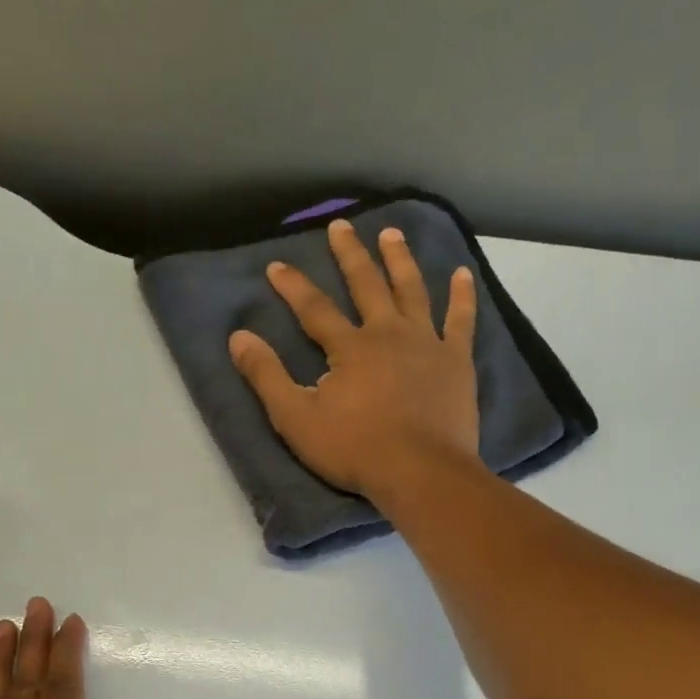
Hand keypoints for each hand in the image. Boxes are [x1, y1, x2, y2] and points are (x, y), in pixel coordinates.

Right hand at [228, 219, 480, 505]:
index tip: (277, 265)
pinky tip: (461, 274)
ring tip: (392, 234)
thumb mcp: (297, 419)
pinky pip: (460, 321)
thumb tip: (238, 337)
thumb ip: (267, 377)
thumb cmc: (355, 450)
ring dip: (400, 260)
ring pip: (412, 291)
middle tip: (341, 226)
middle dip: (350, 254)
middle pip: (367, 284)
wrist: (420, 472)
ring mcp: (426, 344)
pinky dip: (461, 296)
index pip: (314, 308)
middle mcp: (388, 333)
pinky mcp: (456, 362)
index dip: (293, 286)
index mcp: (349, 348)